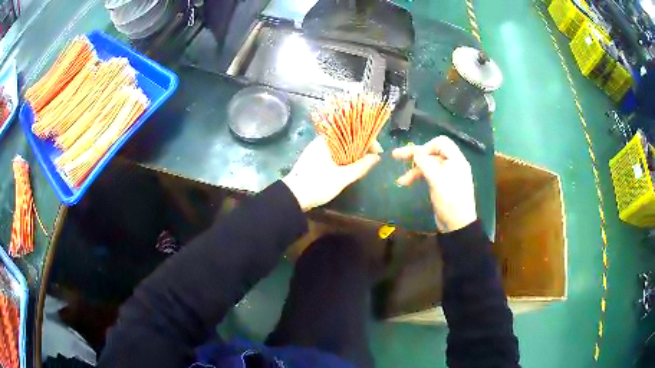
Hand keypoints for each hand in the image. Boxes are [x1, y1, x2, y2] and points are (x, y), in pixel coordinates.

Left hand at [283, 136, 381, 210]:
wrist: (292, 197)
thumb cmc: (318, 184)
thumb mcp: (343, 177)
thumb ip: (361, 166)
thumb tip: (377, 157)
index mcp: (328, 140)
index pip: (353, 131)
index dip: (368, 140)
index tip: (377, 152)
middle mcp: (322, 141)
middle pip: (348, 138)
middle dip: (362, 147)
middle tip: (372, 159)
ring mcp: (317, 150)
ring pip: (341, 147)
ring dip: (354, 153)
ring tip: (364, 164)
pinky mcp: (315, 159)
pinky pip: (334, 154)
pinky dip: (344, 158)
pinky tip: (350, 168)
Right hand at [392, 136, 476, 232]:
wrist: (457, 225)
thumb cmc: (450, 200)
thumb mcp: (437, 180)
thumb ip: (425, 164)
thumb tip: (416, 153)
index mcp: (456, 159)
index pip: (440, 142)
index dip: (426, 146)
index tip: (414, 157)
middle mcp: (452, 164)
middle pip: (432, 152)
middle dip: (414, 155)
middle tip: (396, 155)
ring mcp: (447, 174)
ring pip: (428, 164)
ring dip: (414, 169)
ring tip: (401, 180)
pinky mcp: (441, 184)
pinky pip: (429, 174)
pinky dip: (418, 176)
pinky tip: (407, 182)